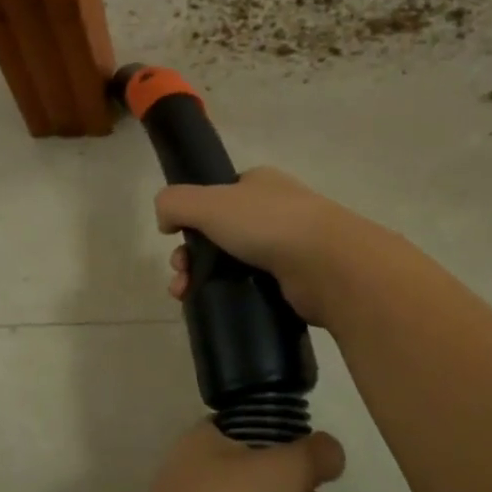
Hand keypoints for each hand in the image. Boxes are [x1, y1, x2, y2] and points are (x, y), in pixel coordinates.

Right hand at [157, 166, 375, 326]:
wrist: (328, 265)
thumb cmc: (267, 224)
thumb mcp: (208, 202)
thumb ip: (174, 203)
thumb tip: (164, 220)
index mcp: (260, 184)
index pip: (217, 196)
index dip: (191, 217)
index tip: (176, 239)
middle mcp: (276, 211)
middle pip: (219, 233)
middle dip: (191, 255)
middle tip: (180, 275)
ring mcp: (289, 247)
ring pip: (232, 263)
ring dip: (203, 278)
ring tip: (187, 296)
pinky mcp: (295, 281)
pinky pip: (252, 287)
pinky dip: (232, 296)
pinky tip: (217, 307)